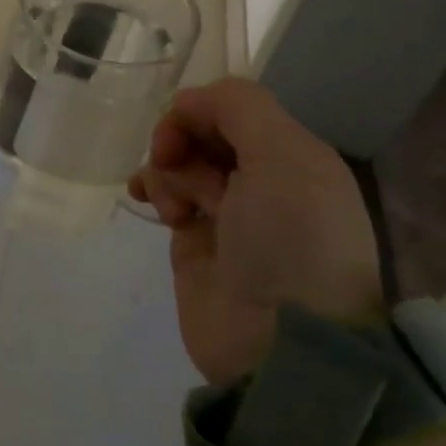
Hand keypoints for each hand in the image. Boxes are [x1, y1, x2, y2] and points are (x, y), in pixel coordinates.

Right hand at [128, 78, 381, 384]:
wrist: (280, 343)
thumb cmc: (290, 241)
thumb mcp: (284, 158)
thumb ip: (239, 107)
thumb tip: (187, 102)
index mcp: (294, 156)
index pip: (235, 108)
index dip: (201, 111)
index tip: (183, 132)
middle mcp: (263, 179)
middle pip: (203, 132)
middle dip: (180, 140)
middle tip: (172, 163)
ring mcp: (228, 211)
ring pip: (179, 161)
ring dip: (166, 170)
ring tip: (174, 205)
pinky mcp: (195, 241)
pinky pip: (165, 194)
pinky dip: (153, 189)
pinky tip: (151, 203)